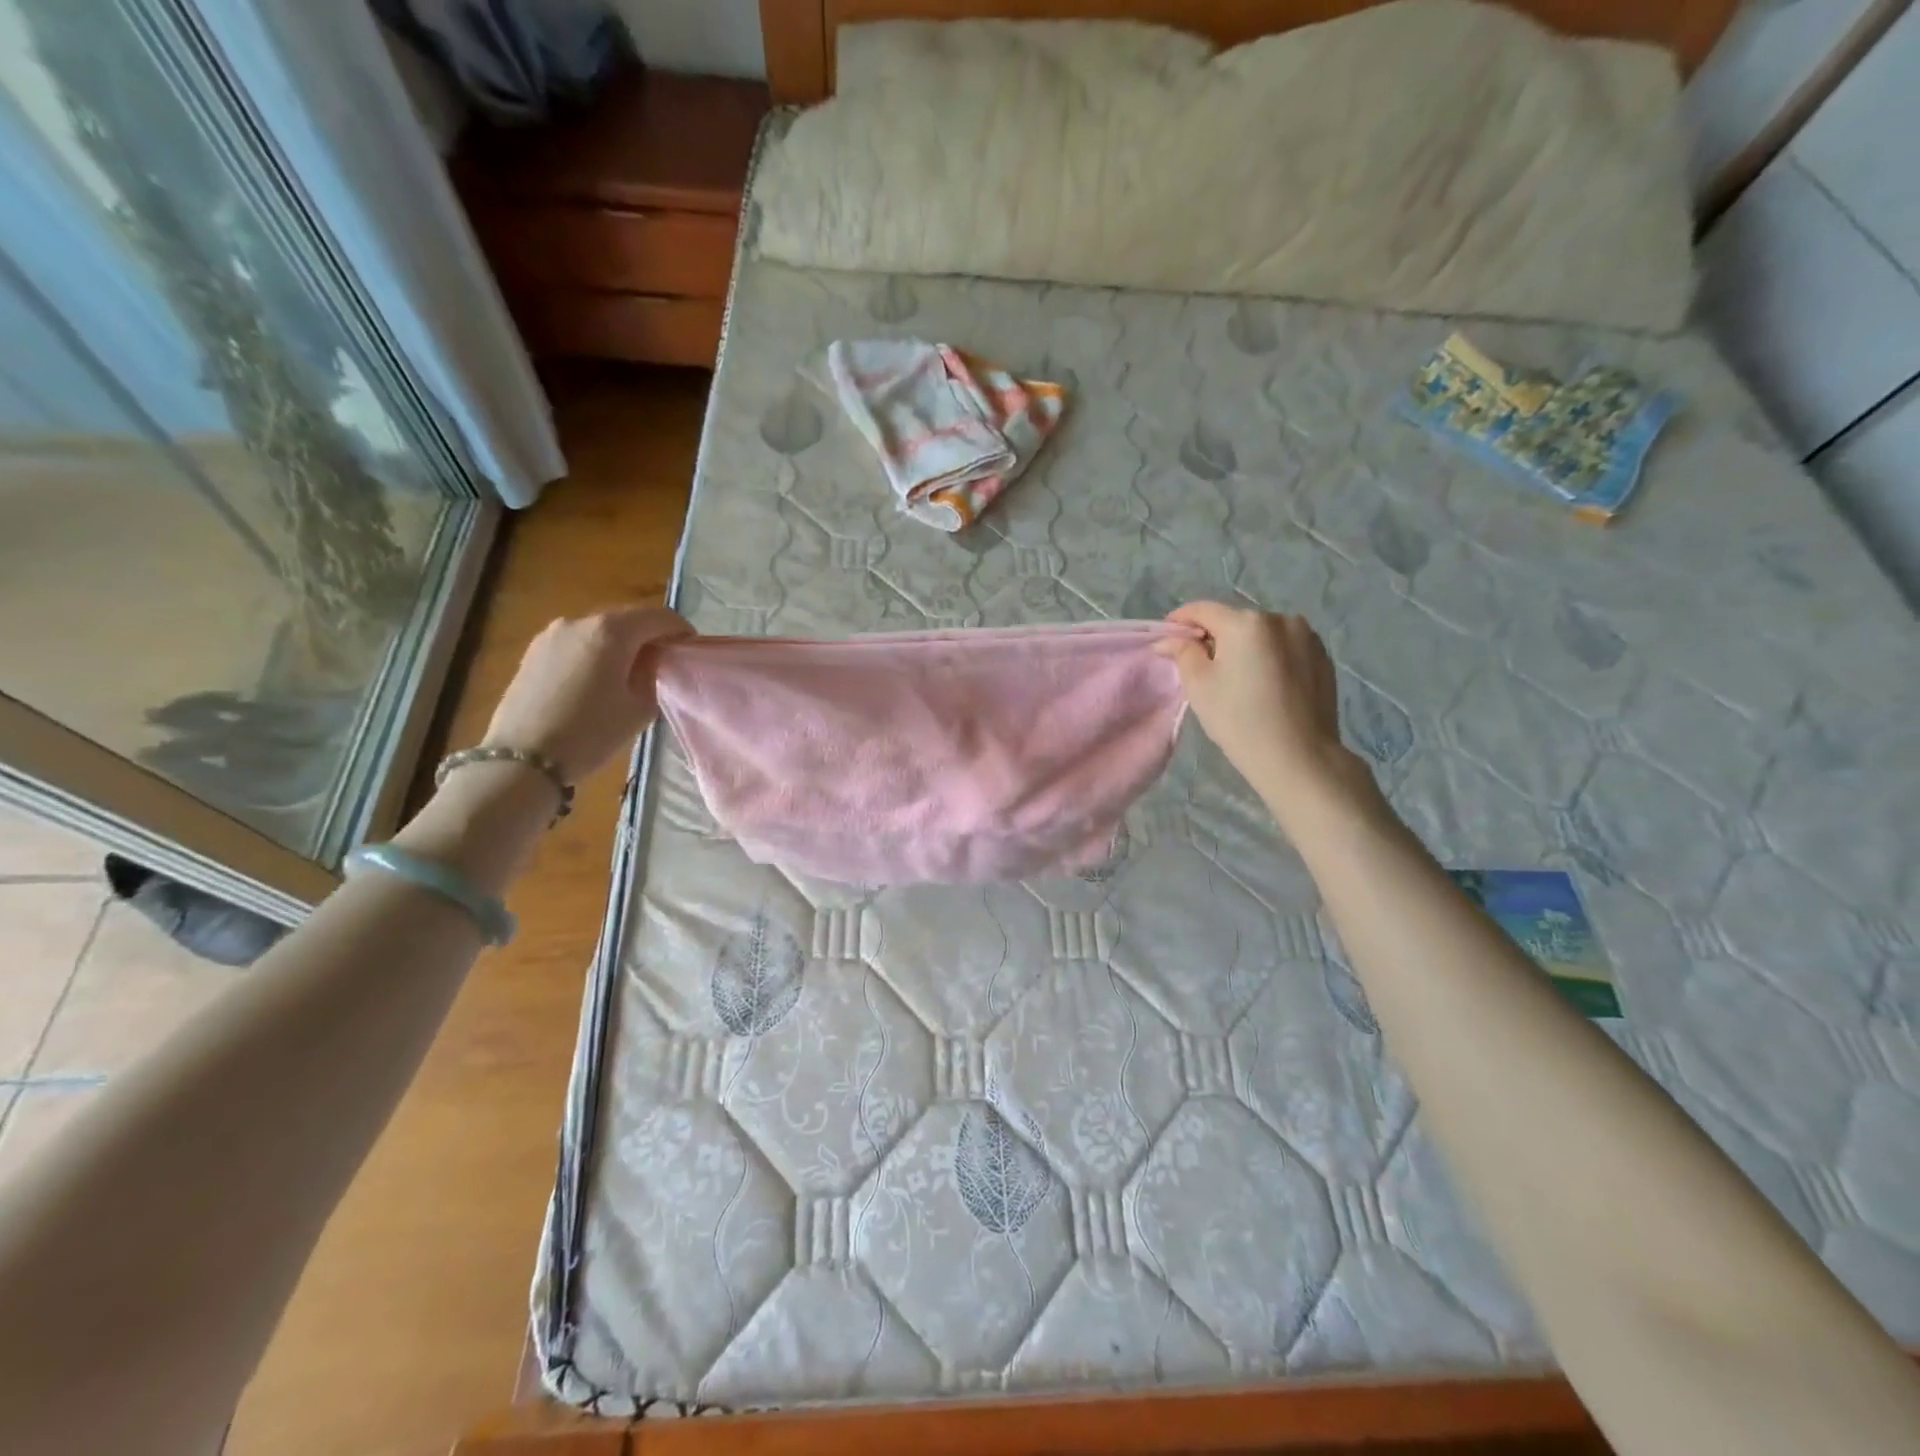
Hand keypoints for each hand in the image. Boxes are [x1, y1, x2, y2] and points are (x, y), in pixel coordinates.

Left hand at [482, 606, 691, 783]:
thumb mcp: (640, 708)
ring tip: (631, 673)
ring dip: (621, 644)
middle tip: (664, 662)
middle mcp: (580, 621)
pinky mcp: (534, 651)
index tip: (690, 649)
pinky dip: (596, 652)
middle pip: (628, 619)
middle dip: (650, 636)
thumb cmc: (590, 734)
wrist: (522, 760)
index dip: (681, 630)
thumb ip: (653, 675)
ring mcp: (552, 634)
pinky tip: (599, 680)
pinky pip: (577, 643)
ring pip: (600, 630)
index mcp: (612, 631)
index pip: (659, 617)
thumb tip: (653, 662)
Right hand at [1160, 602, 1372, 823]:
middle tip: (1201, 665)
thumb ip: (1182, 652)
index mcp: (1245, 623)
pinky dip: (1269, 657)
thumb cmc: (1239, 720)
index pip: (1203, 610)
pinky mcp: (1322, 657)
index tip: (1168, 637)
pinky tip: (1265, 684)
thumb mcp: (1199, 686)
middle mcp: (1280, 619)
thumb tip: (1170, 638)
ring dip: (1244, 647)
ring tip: (1237, 677)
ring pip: (1262, 634)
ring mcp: (1306, 636)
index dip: (1181, 620)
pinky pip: (1285, 647)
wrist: (1299, 756)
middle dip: (1215, 637)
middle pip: (1234, 621)